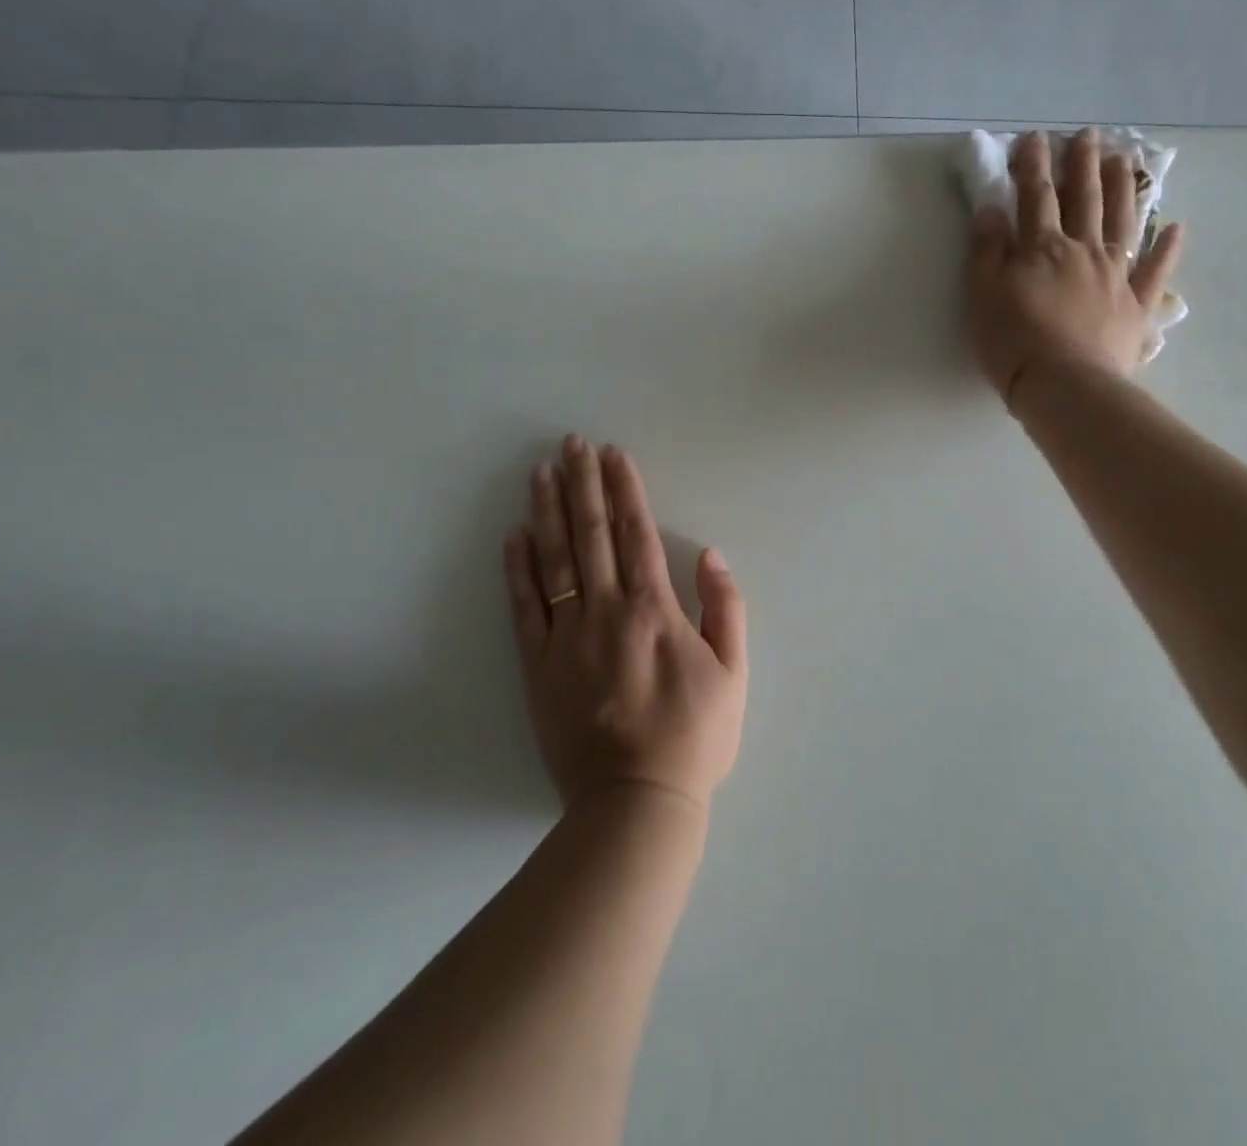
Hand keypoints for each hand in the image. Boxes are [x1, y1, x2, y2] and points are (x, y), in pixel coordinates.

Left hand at [504, 435, 747, 812]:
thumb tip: (710, 553)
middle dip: (582, 483)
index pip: (636, 532)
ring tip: (540, 472)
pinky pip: (524, 608)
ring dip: (547, 511)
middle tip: (571, 443)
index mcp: (654, 609)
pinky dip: (518, 568)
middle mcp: (607, 610)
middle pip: (592, 533)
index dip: (624, 488)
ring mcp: (567, 637)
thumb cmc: (694, 736)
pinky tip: (513, 536)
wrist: (636, 802)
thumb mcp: (733, 673)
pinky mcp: (538, 666)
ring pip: (554, 560)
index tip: (612, 453)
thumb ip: (724, 607)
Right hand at [967, 128, 1184, 401]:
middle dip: (1082, 164)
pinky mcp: (1136, 306)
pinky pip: (1155, 272)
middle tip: (1087, 134)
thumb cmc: (1013, 342)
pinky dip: (1168, 249)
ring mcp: (1115, 276)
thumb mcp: (983, 294)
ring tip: (1123, 160)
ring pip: (1121, 222)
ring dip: (1122, 189)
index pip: (1035, 196)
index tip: (1033, 138)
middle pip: (1083, 199)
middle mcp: (1083, 251)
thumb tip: (990, 209)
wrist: (1063, 385)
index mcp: (1042, 248)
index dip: (1032, 165)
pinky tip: (1176, 227)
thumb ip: (987, 250)